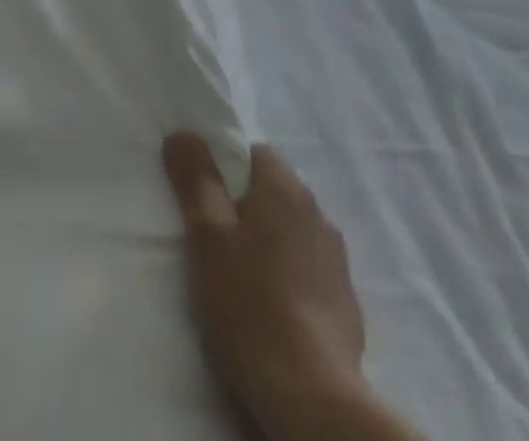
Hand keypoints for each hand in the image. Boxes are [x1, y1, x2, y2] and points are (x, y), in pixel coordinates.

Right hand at [164, 134, 418, 440]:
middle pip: (272, 192)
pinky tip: (270, 309)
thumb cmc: (249, 303)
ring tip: (240, 279)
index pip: (252, 153)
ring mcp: (336, 258)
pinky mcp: (346, 302)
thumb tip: (183, 132)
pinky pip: (309, 271)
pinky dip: (289, 278)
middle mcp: (317, 211)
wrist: (311, 397)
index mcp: (284, 187)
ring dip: (269, 243)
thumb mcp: (206, 234)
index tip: (202, 199)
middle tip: (213, 241)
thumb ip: (195, 177)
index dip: (224, 169)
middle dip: (244, 207)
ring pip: (291, 232)